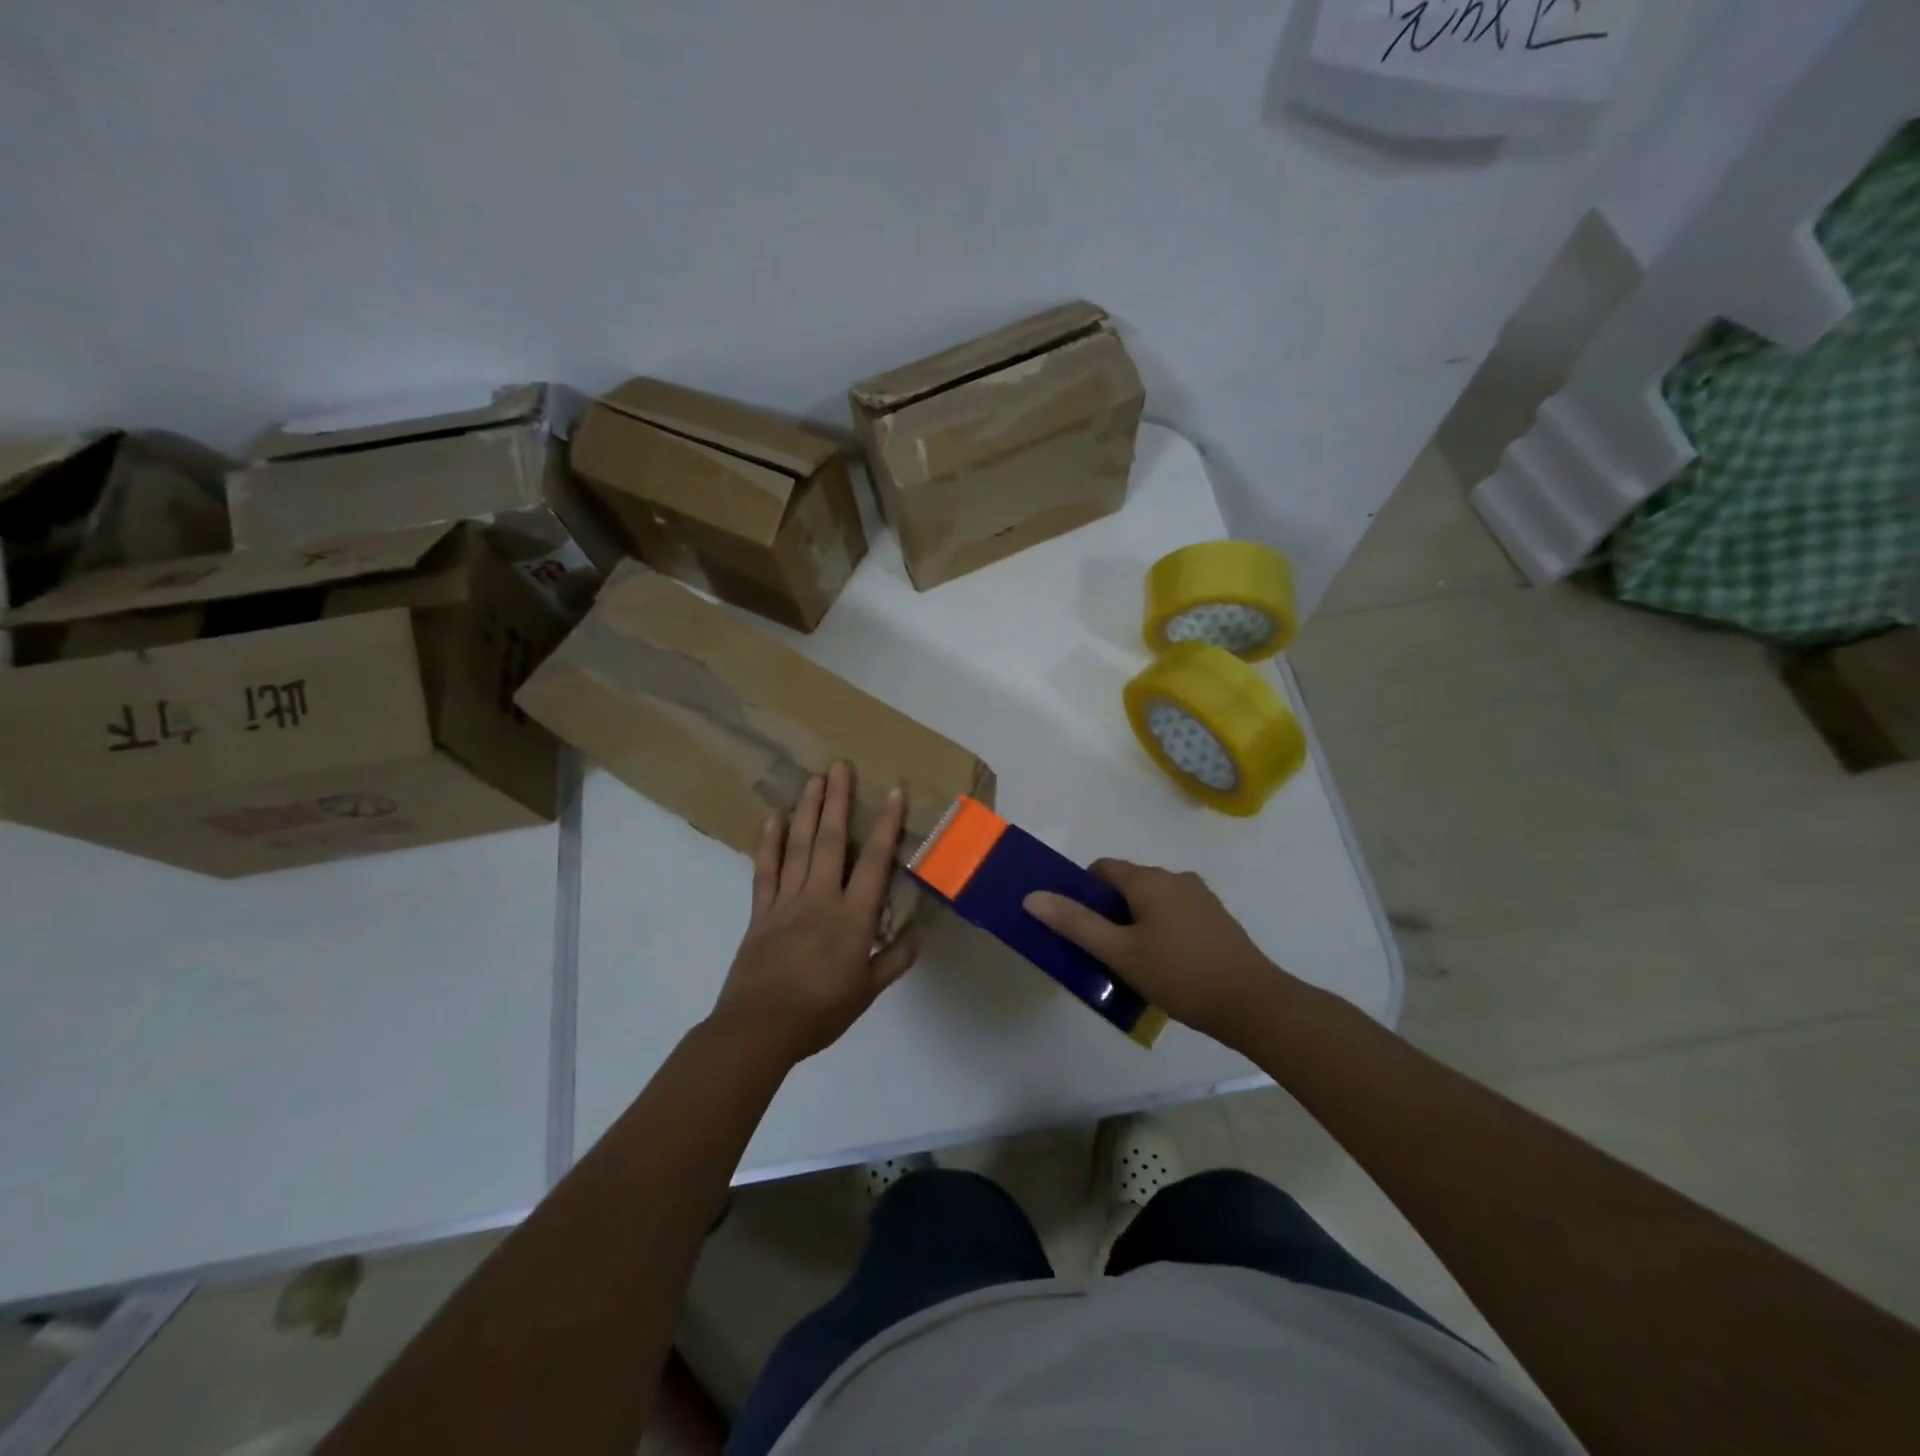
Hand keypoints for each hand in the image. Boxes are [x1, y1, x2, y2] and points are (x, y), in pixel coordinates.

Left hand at [710, 762, 920, 1063]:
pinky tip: (771, 818)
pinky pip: (765, 870)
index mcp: (852, 917)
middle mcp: (820, 898)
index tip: (893, 791)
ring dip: (806, 810)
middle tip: (840, 765)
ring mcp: (786, 901)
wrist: (760, 1028)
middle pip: (830, 841)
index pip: (874, 861)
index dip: (885, 824)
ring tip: (813, 779)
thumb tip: (923, 931)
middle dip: (837, 801)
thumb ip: (896, 958)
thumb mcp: (868, 991)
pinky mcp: (760, 911)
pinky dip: (768, 843)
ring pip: (797, 846)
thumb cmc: (821, 1011)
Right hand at [1024, 860, 1294, 1045]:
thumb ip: (1075, 923)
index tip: (1078, 927)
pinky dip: (1160, 929)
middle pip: (1127, 884)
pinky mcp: (1216, 918)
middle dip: (1109, 911)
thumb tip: (1032, 896)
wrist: (1253, 1003)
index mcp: (1149, 880)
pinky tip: (1164, 965)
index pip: (1102, 869)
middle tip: (1101, 951)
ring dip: (1135, 923)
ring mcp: (1200, 897)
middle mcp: (1175, 878)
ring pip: (1152, 900)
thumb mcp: (1119, 953)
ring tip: (1131, 963)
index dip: (1083, 893)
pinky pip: (1174, 913)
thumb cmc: (1179, 974)